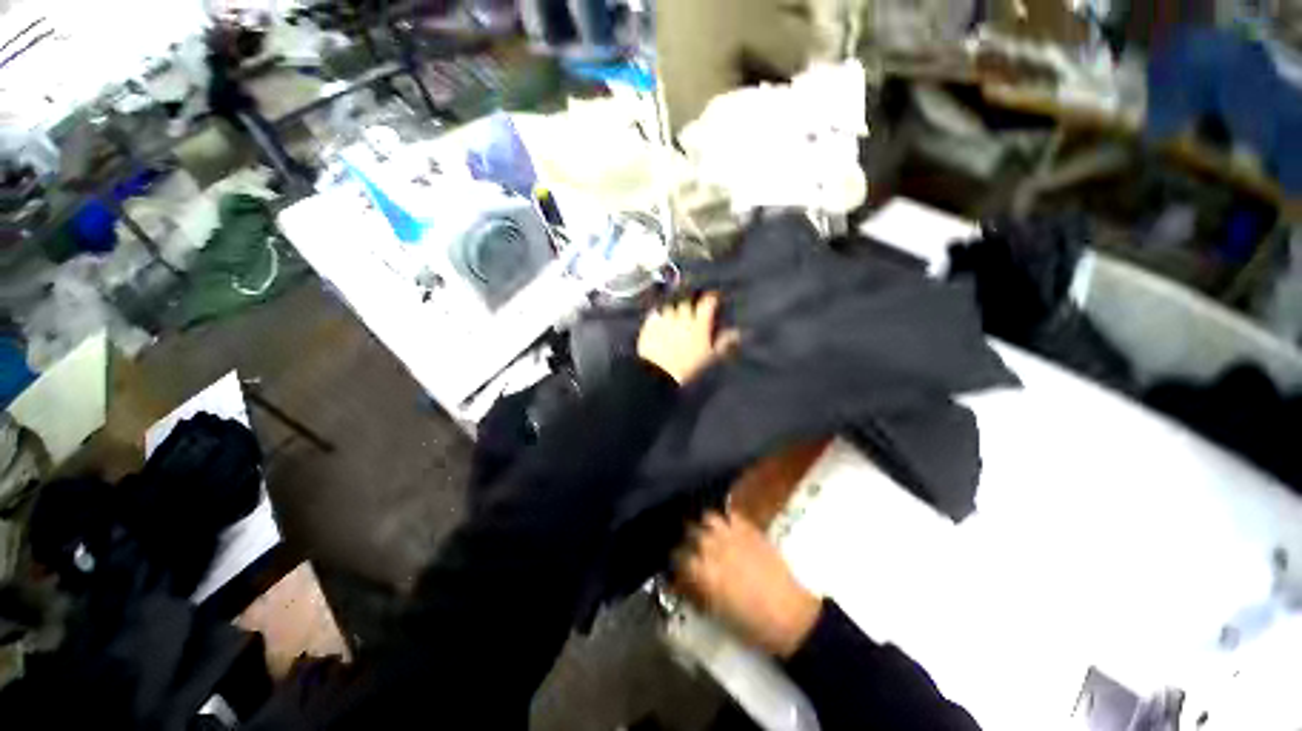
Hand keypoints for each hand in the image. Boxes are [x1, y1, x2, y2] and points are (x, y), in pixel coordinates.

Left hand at [637, 293, 738, 384]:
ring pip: (670, 307)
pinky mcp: (650, 325)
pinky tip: (658, 324)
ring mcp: (665, 319)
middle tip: (690, 315)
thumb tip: (736, 333)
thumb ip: (723, 343)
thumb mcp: (710, 357)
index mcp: (699, 324)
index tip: (712, 301)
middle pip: (687, 303)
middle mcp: (683, 317)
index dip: (711, 300)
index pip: (708, 303)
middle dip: (689, 306)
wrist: (659, 374)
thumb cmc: (689, 368)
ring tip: (673, 321)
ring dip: (672, 311)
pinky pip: (654, 315)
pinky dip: (657, 317)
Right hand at [674, 511, 821, 658]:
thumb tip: (686, 580)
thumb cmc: (752, 624)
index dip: (675, 560)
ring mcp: (732, 535)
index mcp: (703, 572)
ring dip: (704, 523)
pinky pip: (730, 514)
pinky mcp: (749, 529)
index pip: (677, 556)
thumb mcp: (717, 613)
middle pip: (689, 531)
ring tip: (706, 530)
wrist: (790, 615)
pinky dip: (724, 517)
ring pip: (708, 517)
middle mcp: (713, 547)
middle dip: (686, 538)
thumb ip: (698, 590)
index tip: (677, 564)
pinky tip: (724, 525)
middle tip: (689, 545)